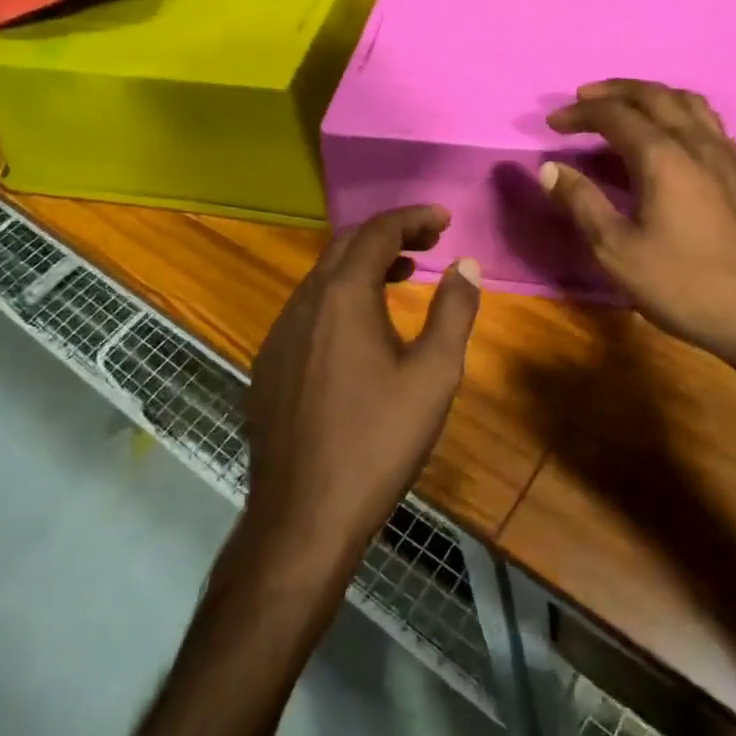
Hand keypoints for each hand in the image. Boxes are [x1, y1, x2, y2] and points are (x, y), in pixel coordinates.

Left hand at [242, 206, 481, 568]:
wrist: (303, 516)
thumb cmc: (378, 441)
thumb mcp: (433, 375)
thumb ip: (454, 312)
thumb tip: (467, 265)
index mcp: (343, 296)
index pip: (378, 232)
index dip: (413, 219)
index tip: (444, 220)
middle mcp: (304, 302)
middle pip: (346, 246)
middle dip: (389, 235)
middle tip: (428, 243)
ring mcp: (279, 333)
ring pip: (323, 277)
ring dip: (363, 266)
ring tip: (402, 276)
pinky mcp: (269, 364)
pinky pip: (308, 309)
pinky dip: (340, 297)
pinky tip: (361, 329)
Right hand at [541, 80, 735, 392]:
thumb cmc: (682, 284)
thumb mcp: (617, 250)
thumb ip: (581, 203)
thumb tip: (549, 168)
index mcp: (662, 156)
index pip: (614, 115)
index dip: (580, 113)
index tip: (553, 122)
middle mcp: (696, 142)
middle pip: (653, 95)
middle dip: (614, 91)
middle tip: (584, 98)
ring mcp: (725, 154)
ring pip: (687, 102)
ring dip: (650, 95)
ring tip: (626, 106)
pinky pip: (707, 121)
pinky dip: (678, 112)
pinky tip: (671, 135)